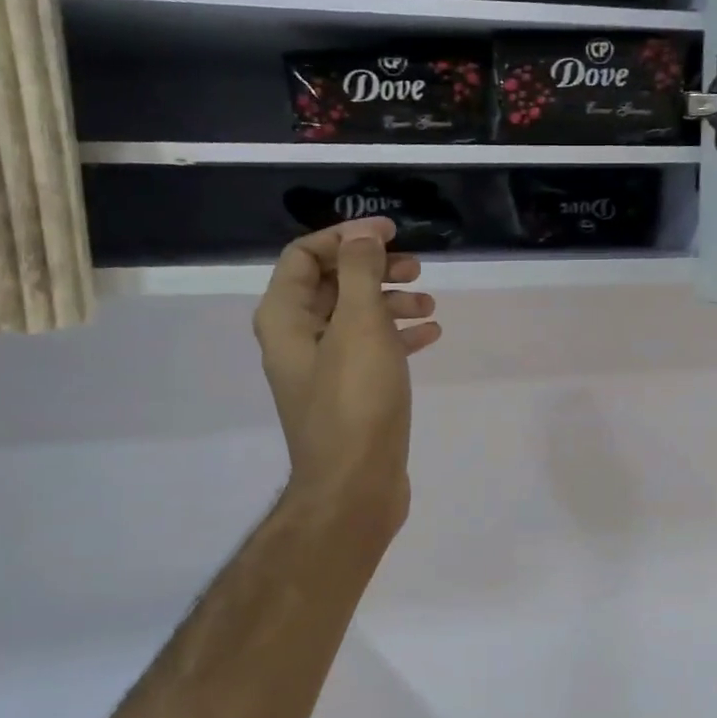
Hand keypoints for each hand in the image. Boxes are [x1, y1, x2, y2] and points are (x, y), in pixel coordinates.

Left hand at [254, 218, 440, 534]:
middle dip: (374, 268)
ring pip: (356, 317)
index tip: (390, 232)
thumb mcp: (359, 325)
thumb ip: (359, 272)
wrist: (356, 485)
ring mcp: (323, 369)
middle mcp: (297, 339)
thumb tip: (361, 234)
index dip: (346, 236)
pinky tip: (431, 335)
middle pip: (332, 284)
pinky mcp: (349, 393)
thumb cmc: (355, 400)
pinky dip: (398, 336)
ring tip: (430, 304)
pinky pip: (371, 349)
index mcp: (285, 318)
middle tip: (417, 267)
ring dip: (391, 301)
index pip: (304, 255)